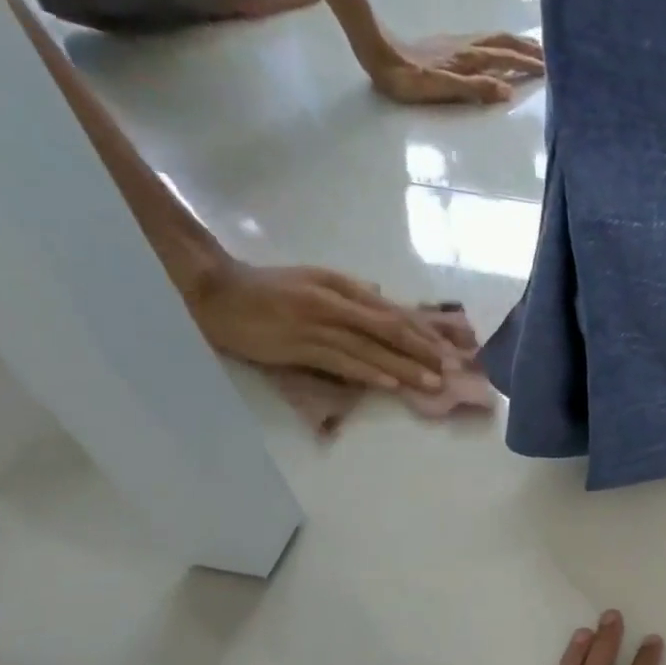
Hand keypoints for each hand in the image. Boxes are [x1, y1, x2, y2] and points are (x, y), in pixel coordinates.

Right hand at [189, 261, 453, 391]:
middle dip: (423, 351)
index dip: (423, 331)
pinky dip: (369, 373)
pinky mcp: (300, 348)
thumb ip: (352, 291)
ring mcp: (318, 327)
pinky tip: (391, 384)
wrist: (214, 293)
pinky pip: (342, 363)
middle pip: (389, 330)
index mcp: (342, 287)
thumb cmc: (268, 287)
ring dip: (404, 368)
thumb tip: (385, 298)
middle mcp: (335, 304)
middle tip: (450, 369)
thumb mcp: (315, 280)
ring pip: (371, 350)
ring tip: (432, 383)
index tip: (447, 347)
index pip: (392, 312)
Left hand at [364, 32, 544, 105]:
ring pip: (496, 39)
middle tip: (552, 55)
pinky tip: (502, 48)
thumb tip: (509, 92)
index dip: (529, 64)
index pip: (507, 60)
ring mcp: (459, 44)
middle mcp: (468, 48)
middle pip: (505, 44)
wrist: (378, 55)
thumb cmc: (408, 81)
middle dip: (529, 49)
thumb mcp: (442, 89)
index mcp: (470, 60)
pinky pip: (486, 41)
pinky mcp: (450, 44)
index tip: (553, 69)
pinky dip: (502, 43)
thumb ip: (476, 89)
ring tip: (535, 48)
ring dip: (518, 43)